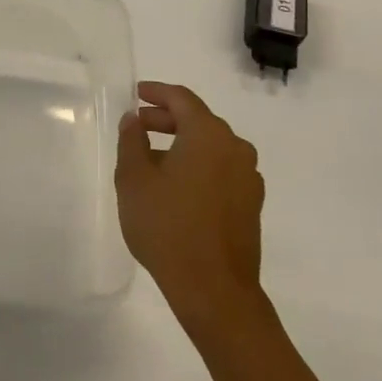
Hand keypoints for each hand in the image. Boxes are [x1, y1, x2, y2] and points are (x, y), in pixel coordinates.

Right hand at [115, 82, 264, 308]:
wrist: (213, 288)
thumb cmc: (167, 226)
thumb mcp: (134, 179)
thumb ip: (131, 142)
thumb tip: (133, 120)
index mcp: (208, 135)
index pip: (182, 99)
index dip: (157, 92)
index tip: (136, 93)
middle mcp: (235, 148)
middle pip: (199, 121)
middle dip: (166, 119)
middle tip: (137, 126)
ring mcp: (248, 177)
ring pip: (211, 147)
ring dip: (181, 144)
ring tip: (151, 159)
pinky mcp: (250, 203)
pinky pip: (220, 169)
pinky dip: (197, 165)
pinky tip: (175, 185)